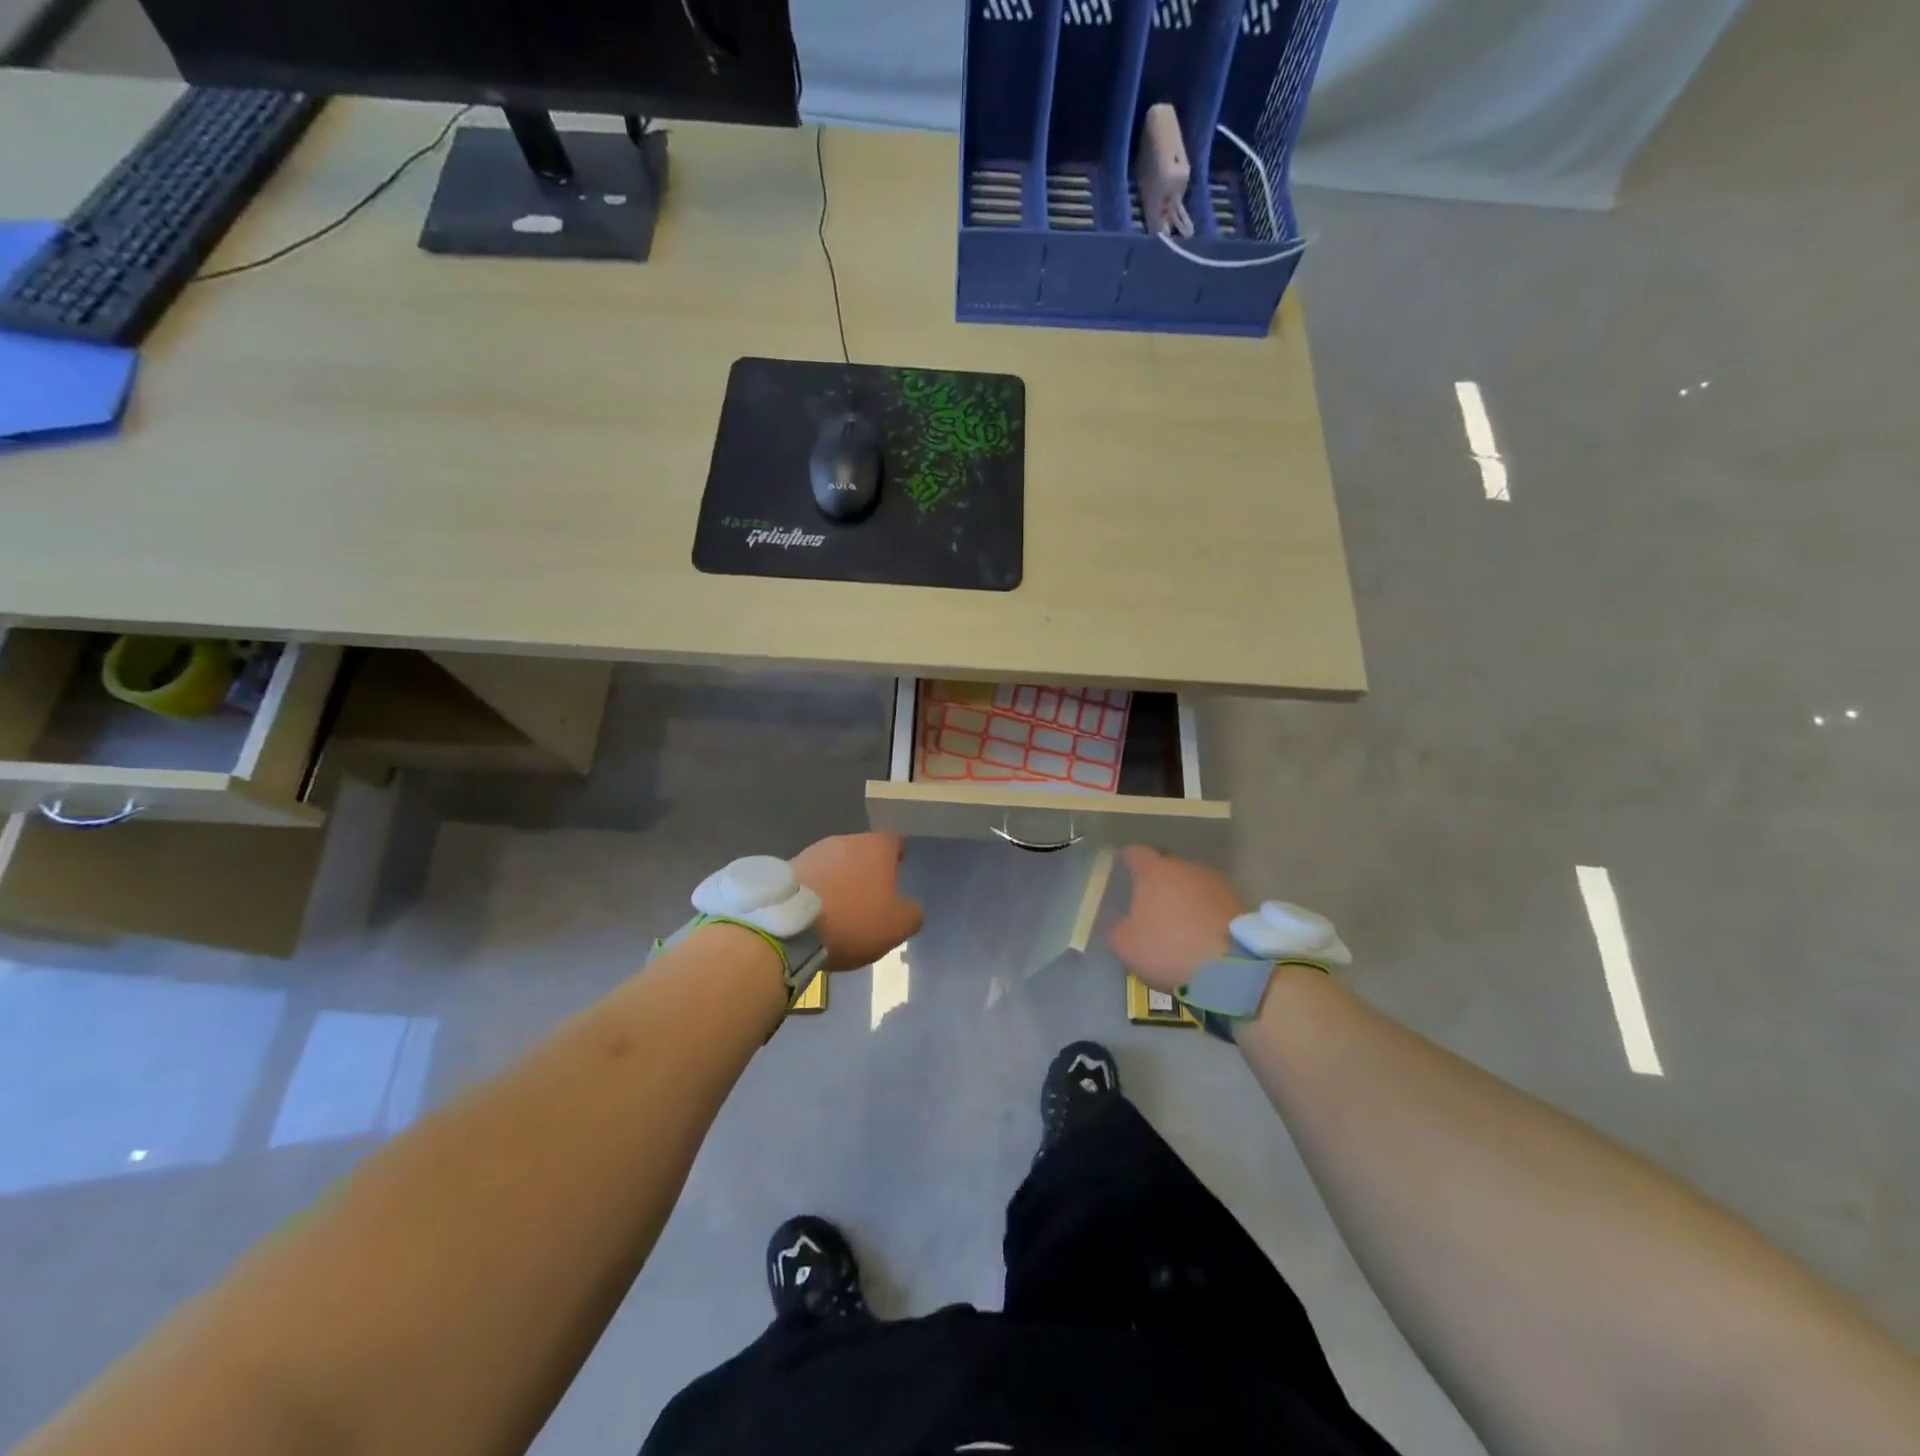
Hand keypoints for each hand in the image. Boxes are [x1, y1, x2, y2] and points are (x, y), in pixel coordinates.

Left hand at [791, 832, 923, 971]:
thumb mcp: (897, 926)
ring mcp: (814, 851)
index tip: (899, 870)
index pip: (894, 841)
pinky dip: (818, 889)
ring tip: (841, 906)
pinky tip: (816, 911)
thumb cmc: (853, 919)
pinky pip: (813, 876)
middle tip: (871, 895)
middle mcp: (846, 840)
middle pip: (863, 850)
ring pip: (836, 862)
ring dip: (841, 878)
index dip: (898, 855)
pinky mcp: (789, 867)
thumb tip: (911, 908)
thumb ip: (912, 913)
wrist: (789, 925)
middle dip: (867, 869)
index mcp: (876, 847)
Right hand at [1110, 846, 1243, 991]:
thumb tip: (1127, 922)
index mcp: (1153, 870)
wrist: (1229, 966)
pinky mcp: (1238, 901)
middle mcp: (1184, 866)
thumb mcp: (1125, 944)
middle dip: (1158, 881)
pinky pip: (1211, 901)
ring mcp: (1215, 882)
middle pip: (1166, 866)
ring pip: (1191, 883)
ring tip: (1178, 921)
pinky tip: (1200, 932)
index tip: (1123, 870)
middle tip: (1150, 903)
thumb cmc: (1167, 947)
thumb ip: (1120, 927)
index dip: (1128, 861)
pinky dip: (1203, 912)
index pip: (1135, 853)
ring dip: (1184, 896)